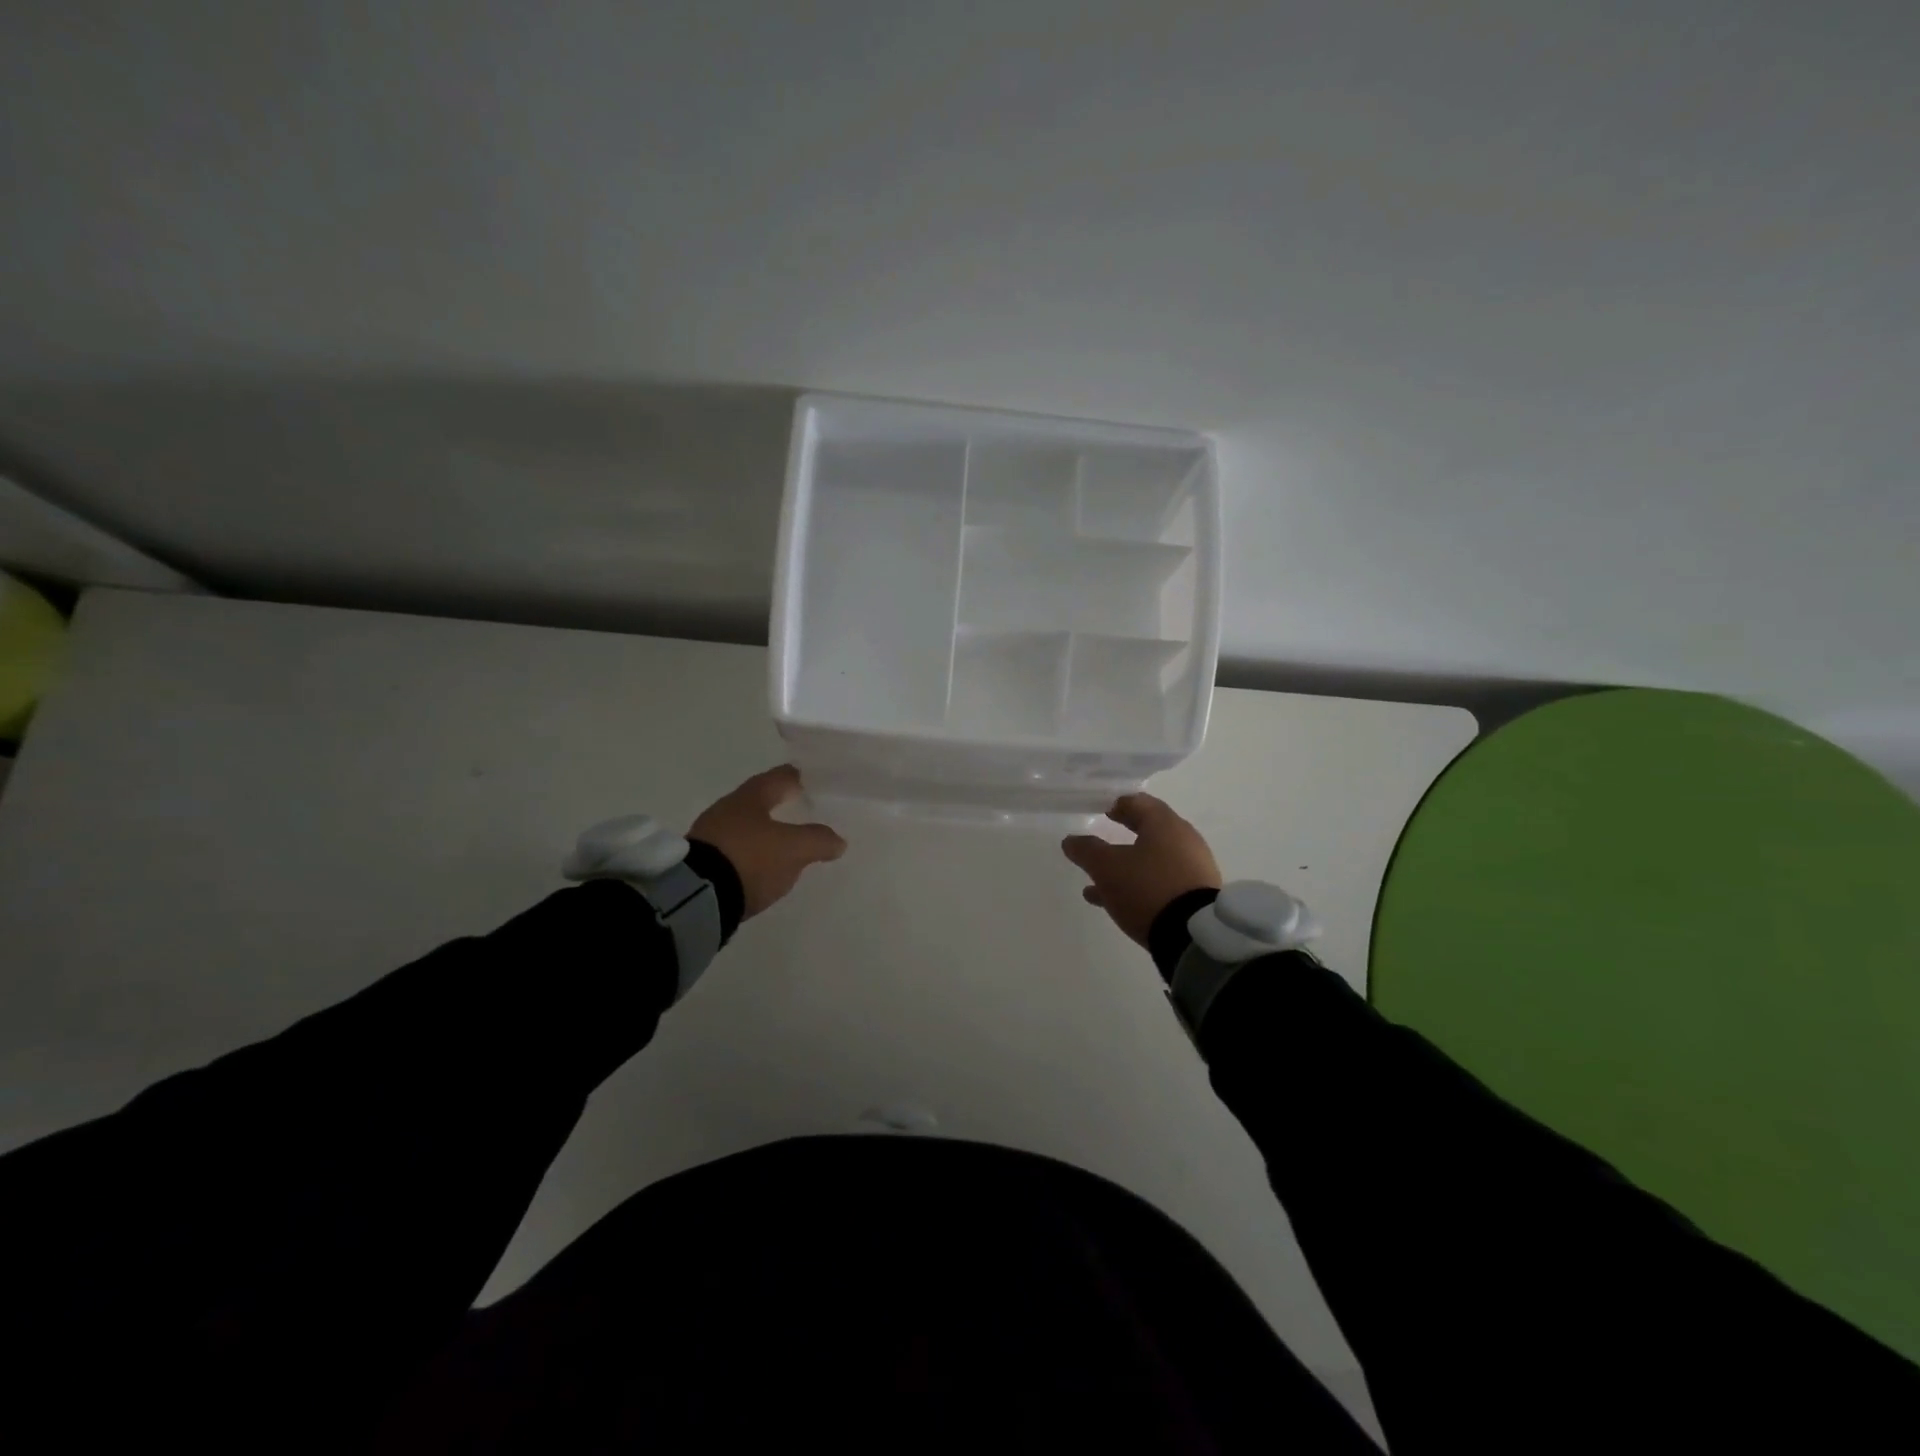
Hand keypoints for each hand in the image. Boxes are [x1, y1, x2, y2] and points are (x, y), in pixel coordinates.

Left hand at [690, 765, 846, 918]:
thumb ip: (818, 840)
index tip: (811, 779)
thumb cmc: (750, 858)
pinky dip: (749, 853)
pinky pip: (732, 850)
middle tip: (800, 809)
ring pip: (744, 826)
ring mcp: (709, 836)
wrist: (696, 897)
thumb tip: (838, 841)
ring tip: (782, 843)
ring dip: (763, 832)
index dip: (797, 777)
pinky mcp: (700, 862)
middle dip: (778, 804)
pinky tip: (759, 866)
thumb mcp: (794, 849)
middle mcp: (727, 809)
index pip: (779, 777)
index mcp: (750, 797)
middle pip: (758, 801)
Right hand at [1062, 793, 1220, 946]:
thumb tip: (1071, 840)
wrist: (1193, 936)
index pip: (1138, 802)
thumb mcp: (1106, 867)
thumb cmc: (1147, 888)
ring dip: (1126, 865)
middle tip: (1102, 839)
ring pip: (1153, 860)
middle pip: (1149, 830)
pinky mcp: (1196, 896)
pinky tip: (1115, 902)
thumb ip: (1086, 850)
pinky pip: (1162, 882)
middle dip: (1123, 834)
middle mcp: (1184, 840)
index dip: (1117, 804)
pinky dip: (1139, 885)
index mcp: (1164, 824)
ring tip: (1097, 881)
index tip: (1102, 811)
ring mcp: (1193, 869)